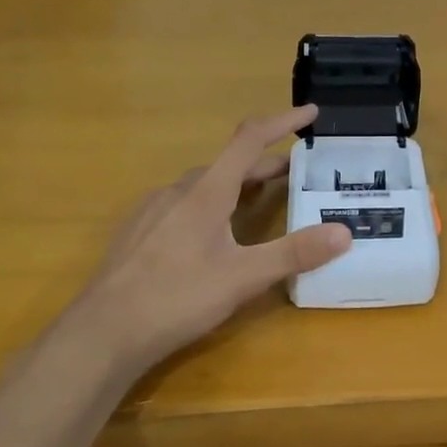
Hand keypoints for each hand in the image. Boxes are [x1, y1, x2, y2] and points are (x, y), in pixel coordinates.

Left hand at [68, 105, 349, 374]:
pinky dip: (209, 204)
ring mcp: (153, 210)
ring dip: (236, 185)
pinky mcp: (137, 232)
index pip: (249, 140)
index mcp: (206, 192)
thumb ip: (293, 254)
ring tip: (256, 201)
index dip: (282, 122)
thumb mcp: (242, 278)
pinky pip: (182, 204)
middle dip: (264, 165)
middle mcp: (179, 191)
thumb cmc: (176, 298)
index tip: (310, 113)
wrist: (102, 333)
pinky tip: (208, 234)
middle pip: (229, 164)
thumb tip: (344, 232)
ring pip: (203, 185)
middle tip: (294, 175)